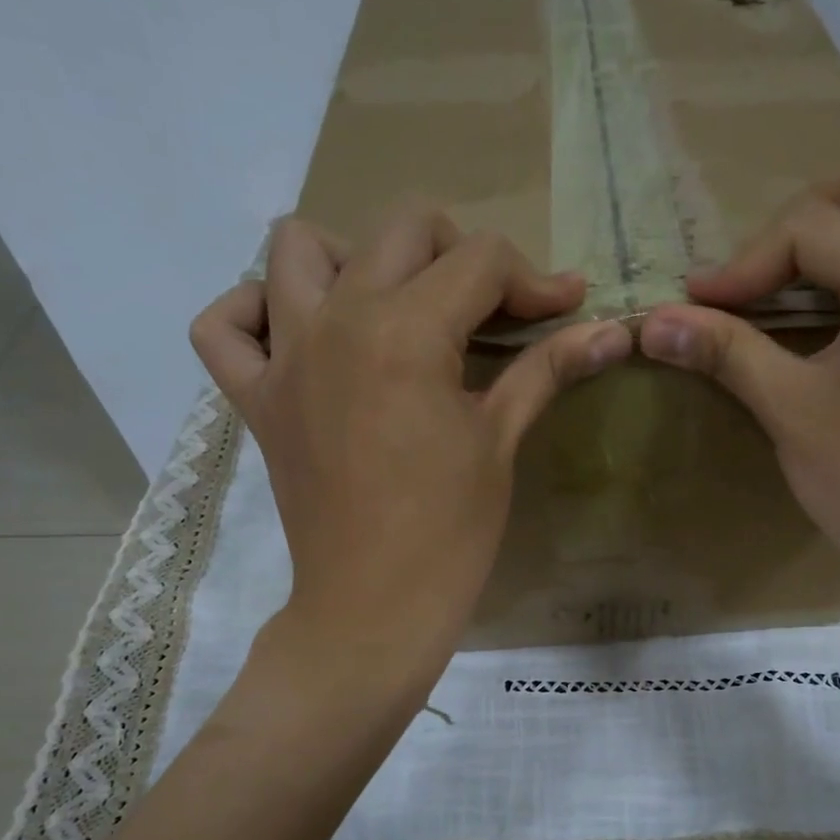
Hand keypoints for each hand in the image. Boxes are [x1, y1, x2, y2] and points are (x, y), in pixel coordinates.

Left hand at [191, 204, 632, 671]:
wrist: (375, 608)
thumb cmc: (450, 534)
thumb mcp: (501, 442)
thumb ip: (549, 369)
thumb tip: (615, 330)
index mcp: (407, 333)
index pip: (480, 262)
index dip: (534, 280)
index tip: (565, 308)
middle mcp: (337, 321)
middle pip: (401, 230)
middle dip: (460, 256)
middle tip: (490, 312)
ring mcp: (285, 357)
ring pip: (299, 247)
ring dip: (354, 258)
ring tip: (392, 309)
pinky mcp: (256, 398)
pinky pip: (224, 325)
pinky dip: (255, 313)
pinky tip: (300, 336)